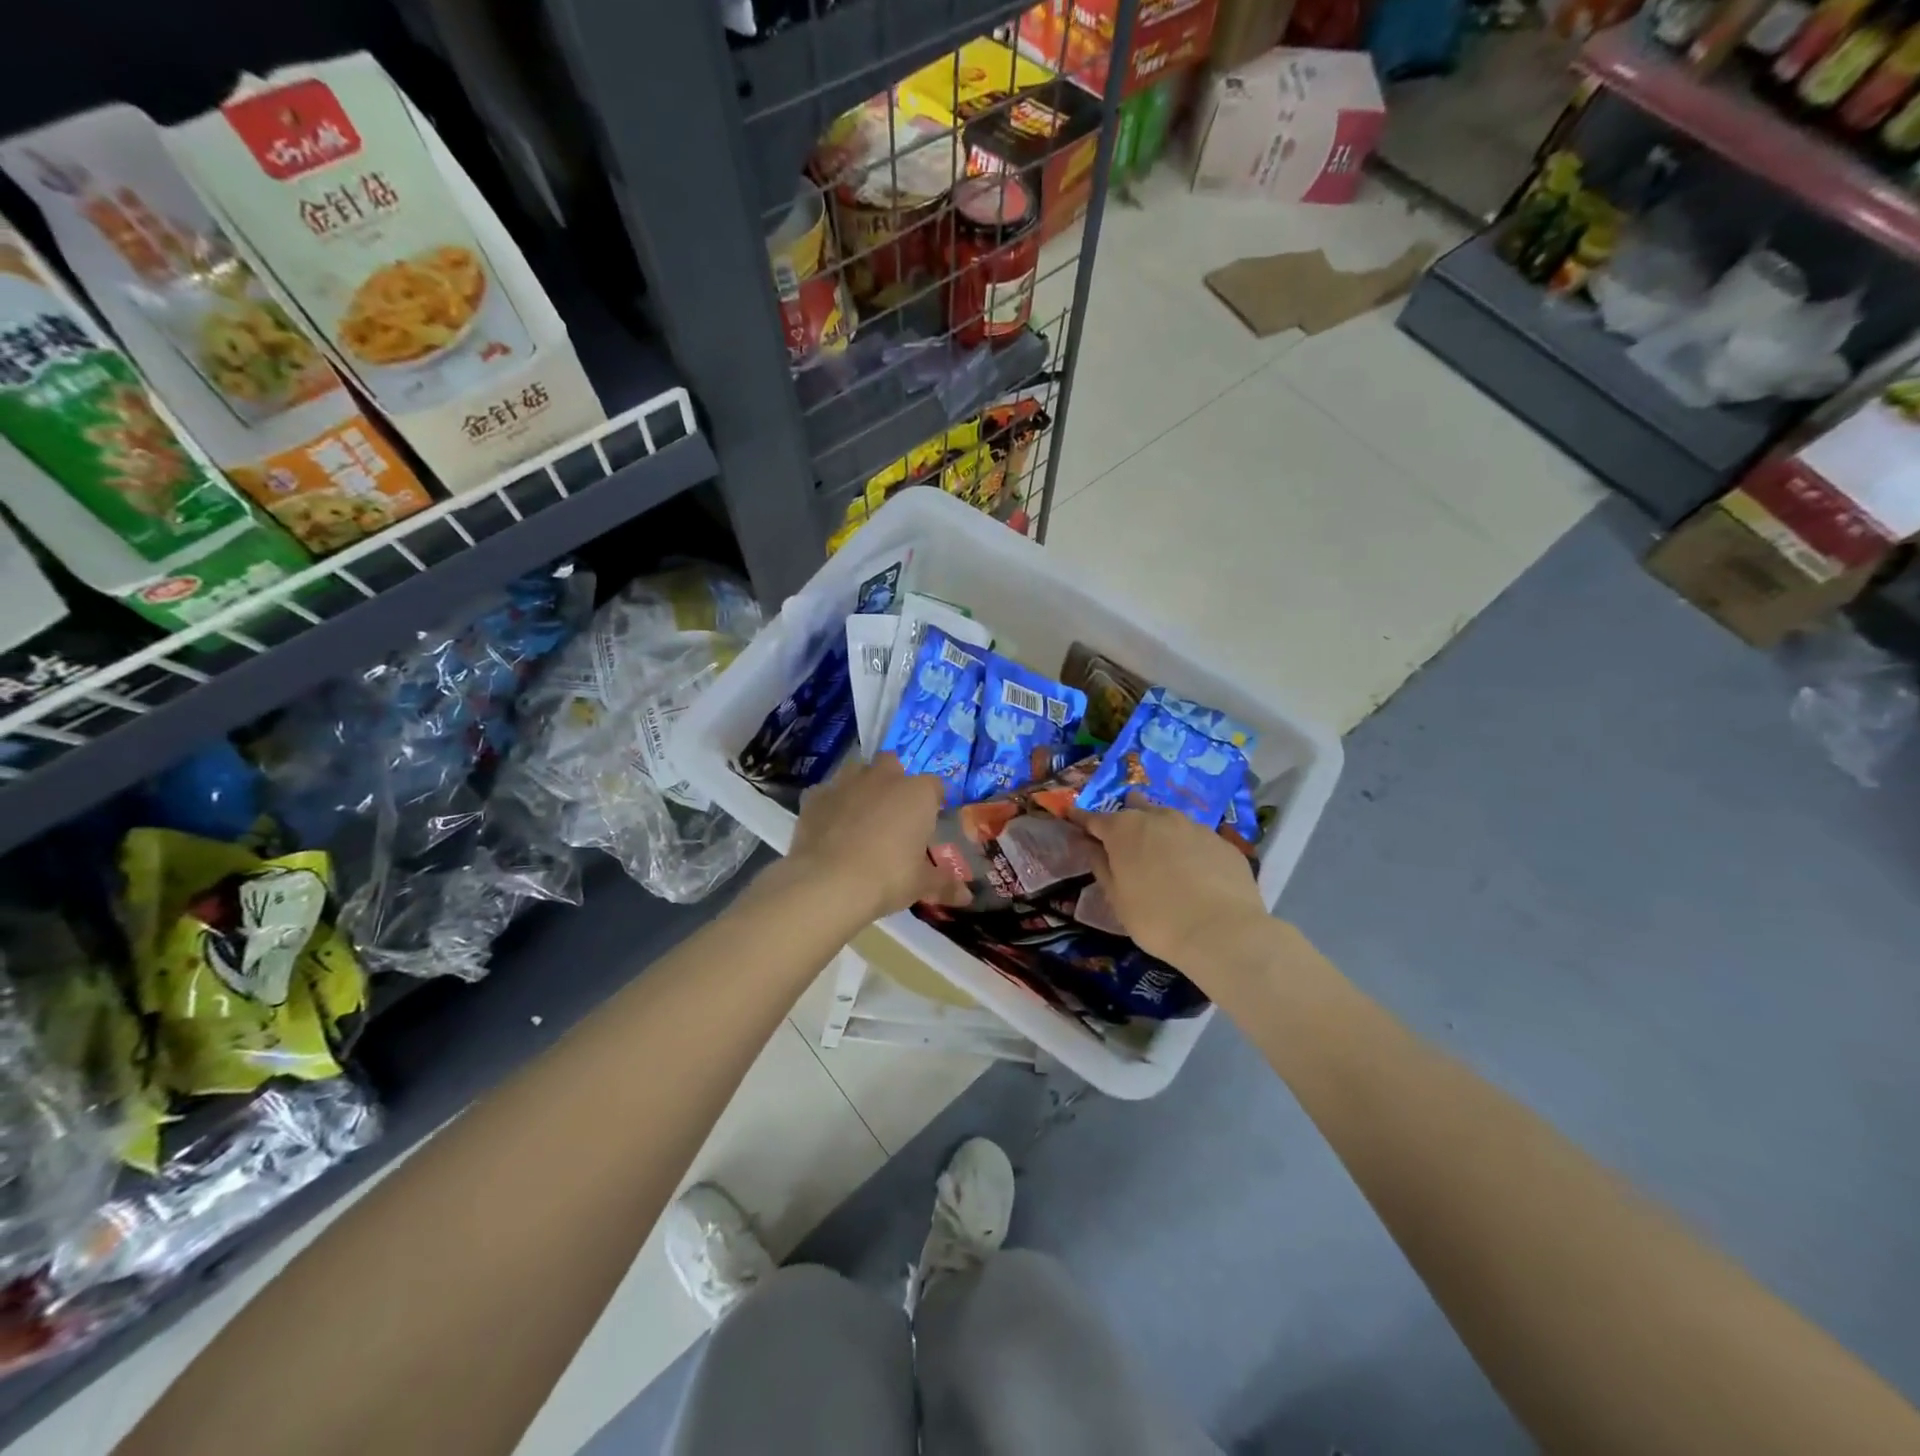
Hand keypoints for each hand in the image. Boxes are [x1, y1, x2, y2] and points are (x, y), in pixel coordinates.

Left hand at [781, 754, 969, 925]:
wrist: (829, 882)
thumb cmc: (888, 878)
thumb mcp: (921, 884)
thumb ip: (944, 883)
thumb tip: (967, 896)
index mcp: (917, 793)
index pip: (935, 786)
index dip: (933, 802)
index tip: (929, 822)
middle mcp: (883, 778)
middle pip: (893, 764)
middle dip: (894, 780)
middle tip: (893, 812)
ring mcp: (846, 782)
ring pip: (857, 770)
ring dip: (861, 785)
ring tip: (861, 815)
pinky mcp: (815, 796)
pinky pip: (826, 792)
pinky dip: (830, 804)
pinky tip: (830, 826)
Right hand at [1067, 801, 1268, 971]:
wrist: (1222, 932)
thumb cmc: (1156, 918)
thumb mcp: (1117, 898)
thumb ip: (1101, 866)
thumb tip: (1089, 845)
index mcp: (1124, 829)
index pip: (1094, 818)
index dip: (1082, 820)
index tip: (1073, 819)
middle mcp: (1158, 818)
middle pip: (1135, 808)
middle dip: (1125, 818)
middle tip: (1122, 838)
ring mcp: (1194, 826)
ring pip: (1168, 820)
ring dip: (1159, 831)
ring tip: (1159, 854)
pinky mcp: (1222, 842)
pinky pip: (1196, 839)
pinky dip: (1188, 849)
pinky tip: (1193, 871)